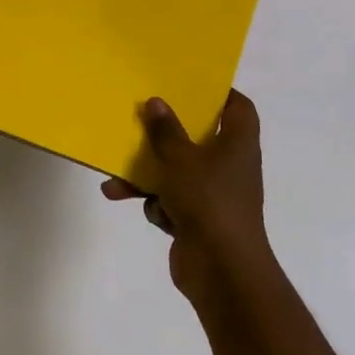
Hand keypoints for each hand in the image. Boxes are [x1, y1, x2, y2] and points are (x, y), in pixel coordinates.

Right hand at [101, 91, 273, 303]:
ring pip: (177, 172)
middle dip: (165, 135)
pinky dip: (157, 204)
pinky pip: (172, 201)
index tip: (188, 84)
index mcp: (237, 143)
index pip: (238, 107)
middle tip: (141, 121)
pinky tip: (143, 209)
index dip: (218, 92)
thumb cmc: (208, 201)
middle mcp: (230, 165)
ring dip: (148, 175)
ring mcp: (215, 195)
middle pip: (198, 138)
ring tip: (116, 180)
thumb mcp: (180, 159)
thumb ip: (165, 130)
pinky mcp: (199, 220)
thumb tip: (155, 101)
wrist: (221, 270)